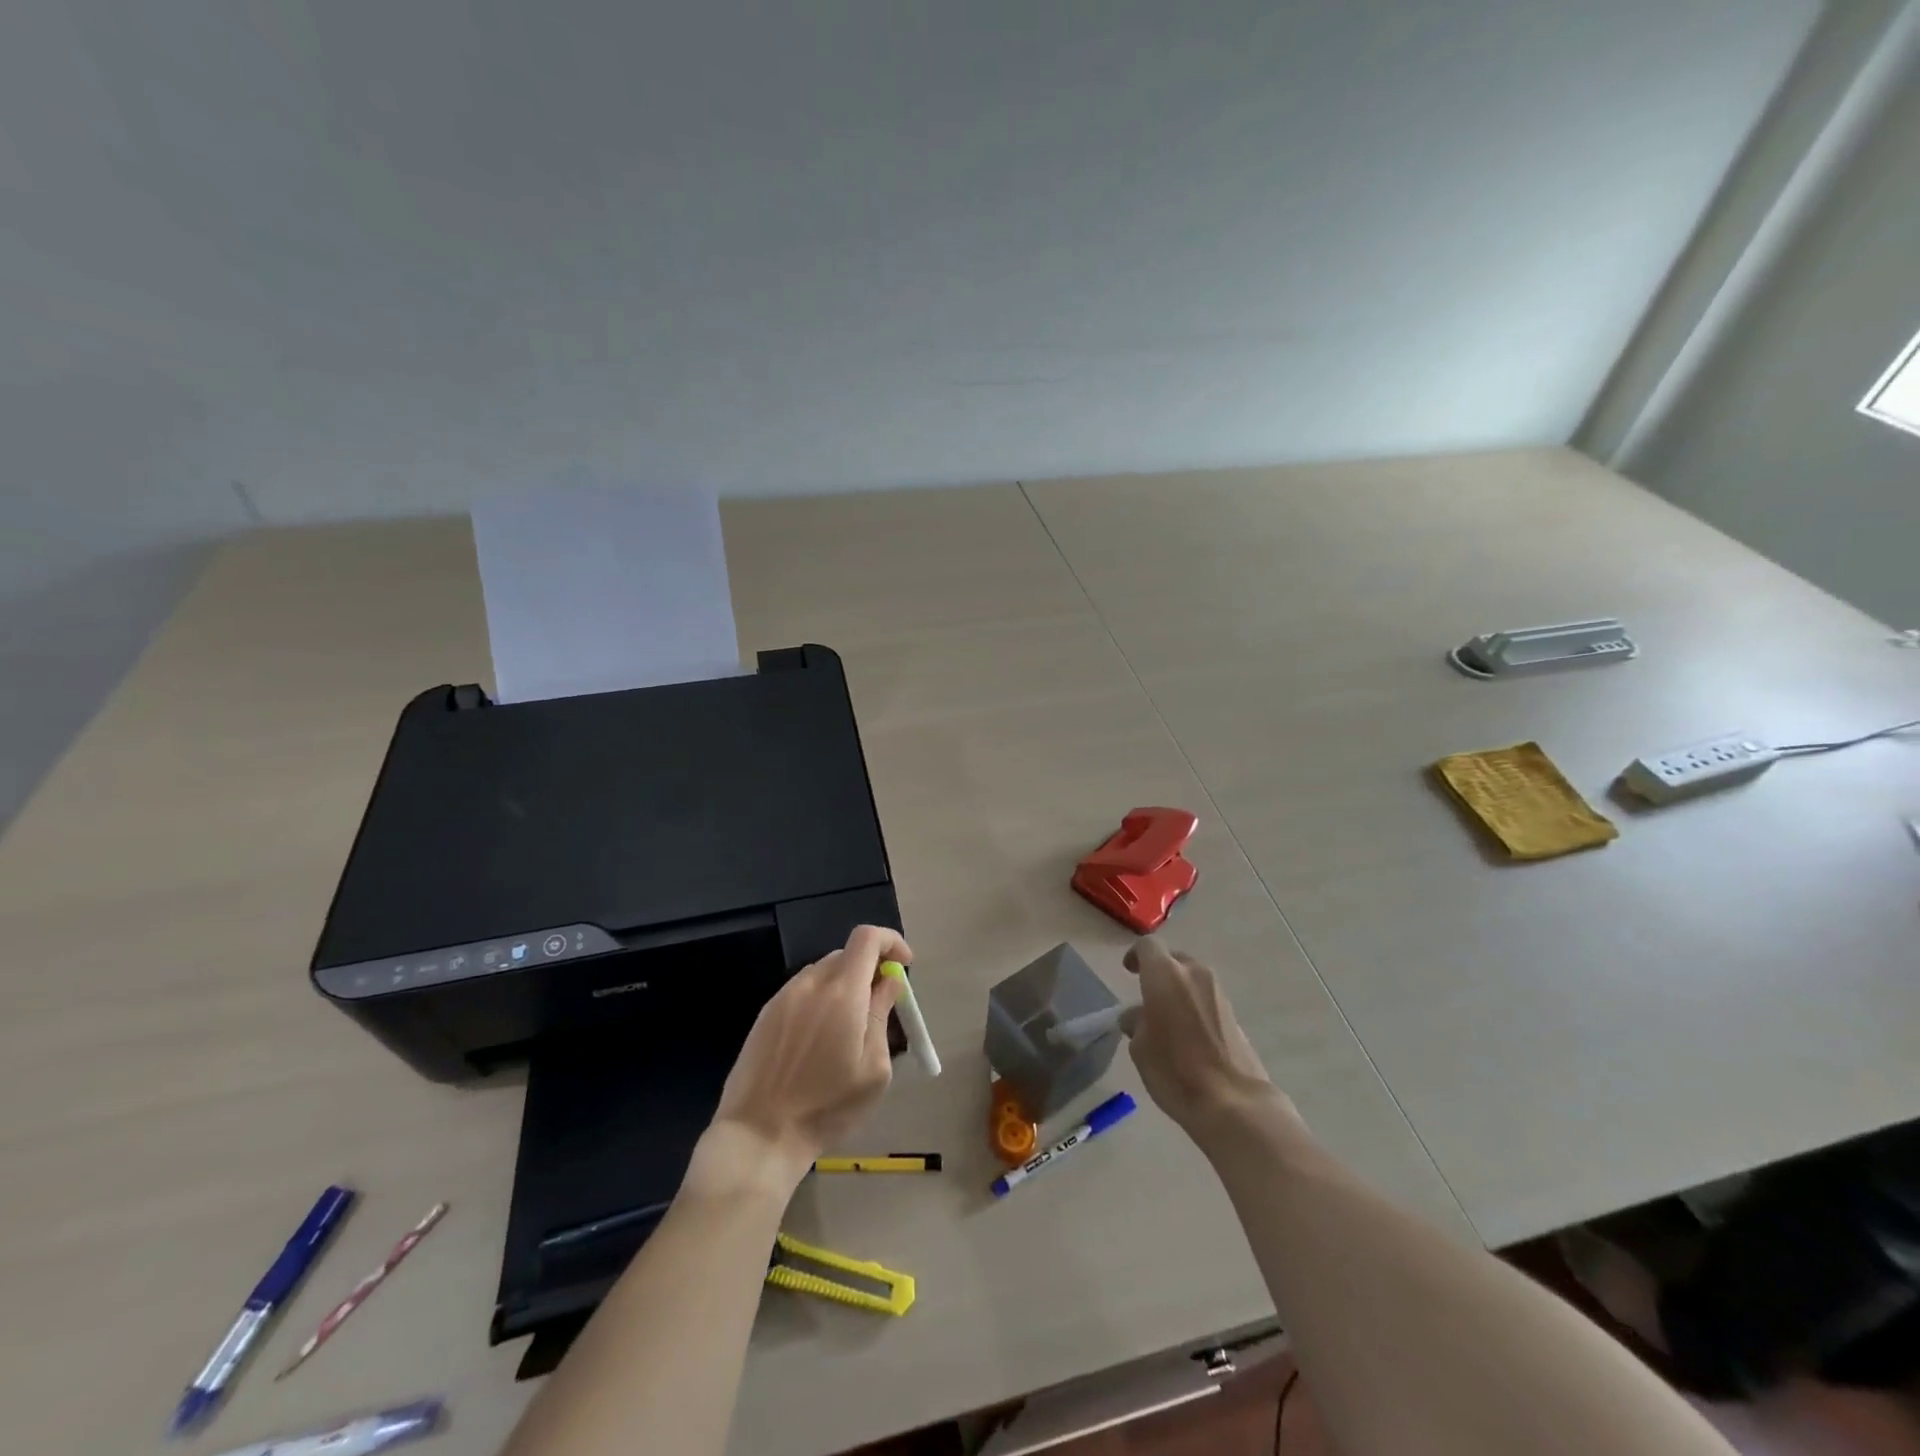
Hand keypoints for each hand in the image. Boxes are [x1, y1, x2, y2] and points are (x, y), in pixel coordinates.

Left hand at [703, 925, 911, 1190]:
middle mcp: (811, 983)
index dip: (892, 942)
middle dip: (869, 970)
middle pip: (847, 955)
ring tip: (848, 1031)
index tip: (904, 965)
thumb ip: (882, 1015)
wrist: (759, 1135)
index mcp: (842, 992)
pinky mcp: (765, 1014)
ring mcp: (783, 996)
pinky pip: (802, 992)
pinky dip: (820, 1001)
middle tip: (880, 1005)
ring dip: (844, 986)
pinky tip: (818, 1042)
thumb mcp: (873, 1068)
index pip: (868, 938)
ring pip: (823, 973)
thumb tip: (889, 981)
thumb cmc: (826, 1107)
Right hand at [1122, 938, 1288, 1137]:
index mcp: (1165, 974)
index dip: (1135, 956)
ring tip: (1168, 1018)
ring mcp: (1218, 992)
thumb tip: (1137, 1016)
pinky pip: (1207, 997)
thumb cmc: (1175, 1070)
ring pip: (1192, 978)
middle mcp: (1194, 973)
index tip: (1129, 973)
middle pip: (1173, 959)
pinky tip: (1189, 1033)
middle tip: (1148, 996)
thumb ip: (1135, 1023)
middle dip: (1159, 972)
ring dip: (1179, 989)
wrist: (1234, 1102)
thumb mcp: (1140, 1048)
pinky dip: (1195, 1005)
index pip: (1147, 946)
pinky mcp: (1234, 1013)